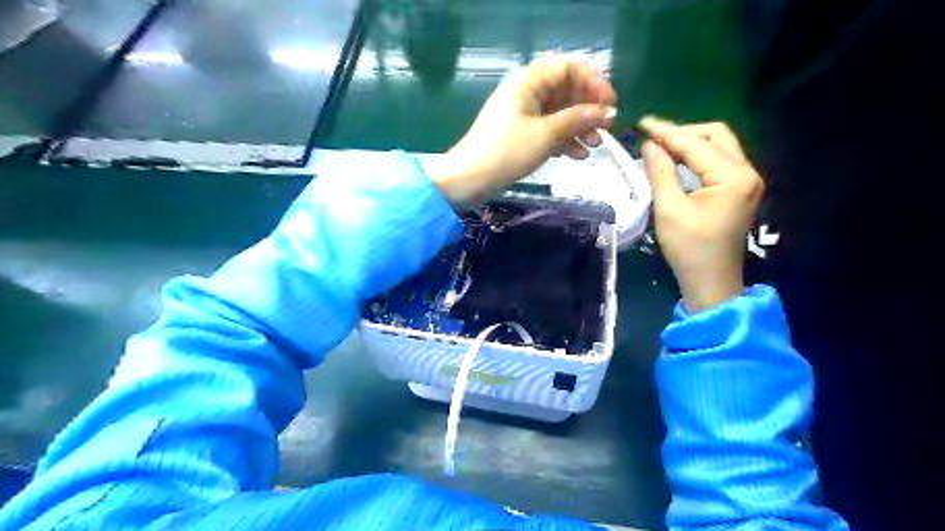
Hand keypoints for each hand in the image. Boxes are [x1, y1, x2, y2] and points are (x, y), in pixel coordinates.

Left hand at [424, 56, 616, 206]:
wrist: (470, 180)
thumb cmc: (506, 152)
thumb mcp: (545, 134)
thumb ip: (577, 119)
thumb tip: (607, 111)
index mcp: (528, 82)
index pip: (567, 68)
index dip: (592, 82)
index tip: (611, 103)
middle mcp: (526, 93)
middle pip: (565, 92)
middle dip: (588, 109)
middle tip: (607, 128)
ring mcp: (523, 115)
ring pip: (559, 114)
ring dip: (579, 128)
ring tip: (594, 146)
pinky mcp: (521, 135)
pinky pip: (549, 131)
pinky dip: (564, 141)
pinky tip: (578, 156)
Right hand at [639, 116, 762, 310]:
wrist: (711, 281)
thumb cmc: (689, 249)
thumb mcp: (669, 209)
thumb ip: (661, 172)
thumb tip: (650, 144)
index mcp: (732, 177)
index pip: (696, 144)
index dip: (667, 132)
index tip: (642, 123)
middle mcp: (747, 172)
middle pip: (716, 135)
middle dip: (683, 132)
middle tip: (653, 137)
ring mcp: (747, 180)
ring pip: (719, 145)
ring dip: (690, 142)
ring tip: (661, 146)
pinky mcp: (740, 189)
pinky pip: (718, 161)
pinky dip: (697, 156)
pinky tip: (677, 160)